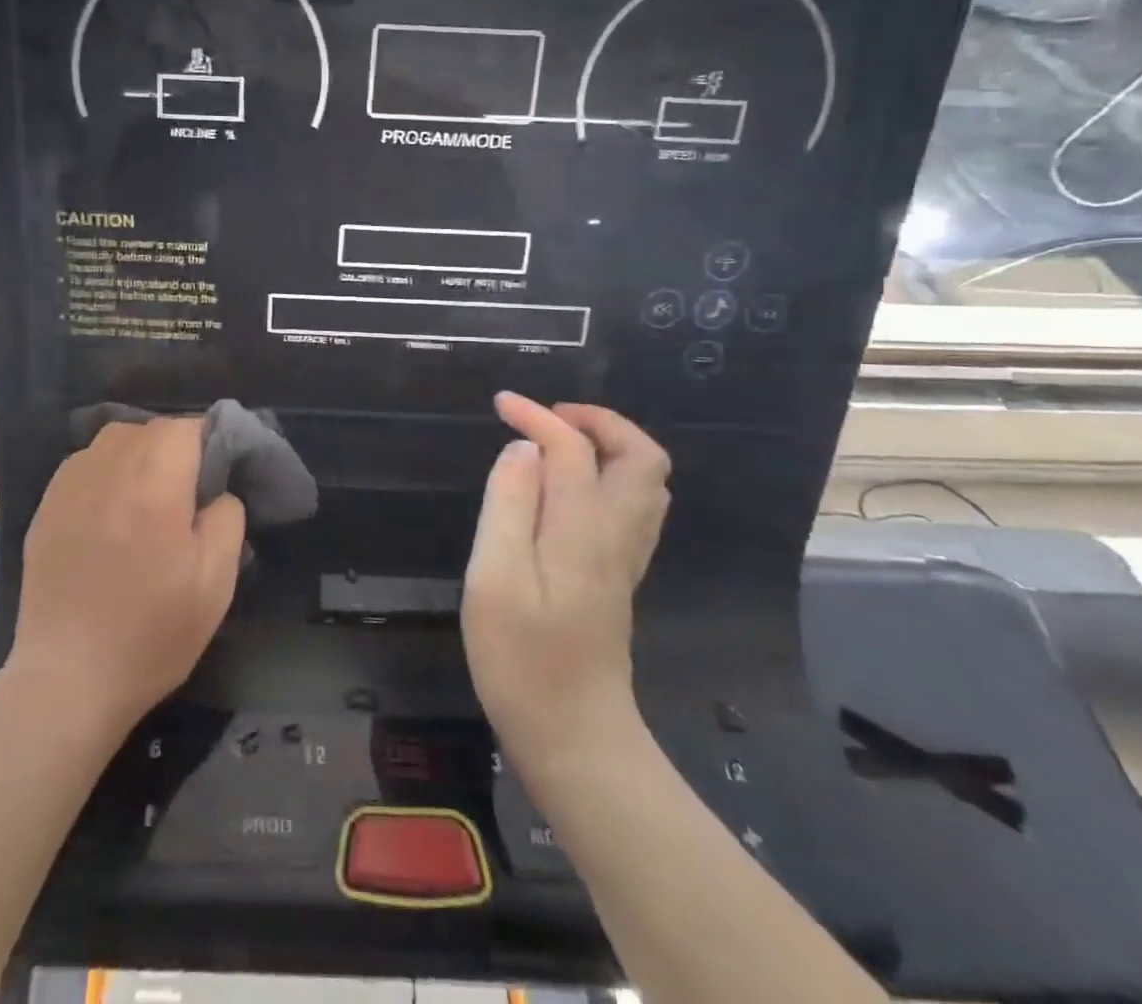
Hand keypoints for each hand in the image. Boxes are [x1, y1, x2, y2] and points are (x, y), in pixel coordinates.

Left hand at [9, 418, 245, 735]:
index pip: (187, 426)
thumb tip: (217, 489)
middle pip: (148, 428)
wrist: (69, 679)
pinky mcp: (45, 507)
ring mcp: (68, 485)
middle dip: (174, 448)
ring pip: (113, 441)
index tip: (217, 477)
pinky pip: (84, 466)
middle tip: (186, 494)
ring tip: (147, 499)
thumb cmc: (152, 630)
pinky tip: (109, 514)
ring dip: (137, 456)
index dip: (209, 443)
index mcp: (154, 479)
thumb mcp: (216, 578)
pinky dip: (105, 474)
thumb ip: (227, 515)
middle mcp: (107, 467)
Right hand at [461, 392, 670, 781]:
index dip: (537, 416)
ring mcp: (624, 558)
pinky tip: (569, 490)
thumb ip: (510, 504)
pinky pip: (634, 507)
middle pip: (641, 456)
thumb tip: (524, 448)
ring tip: (557, 444)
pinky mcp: (618, 578)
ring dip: (609, 447)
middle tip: (546, 419)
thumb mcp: (495, 578)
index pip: (573, 447)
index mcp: (583, 527)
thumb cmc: (522, 659)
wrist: (573, 737)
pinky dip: (610, 476)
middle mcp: (616, 534)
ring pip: (646, 483)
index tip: (500, 404)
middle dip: (598, 422)